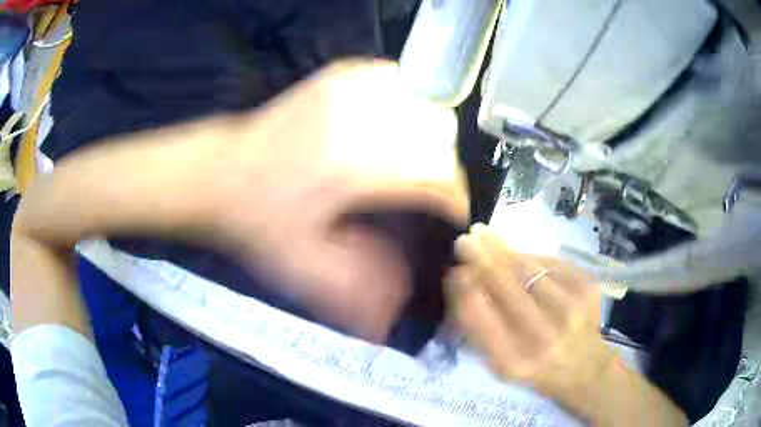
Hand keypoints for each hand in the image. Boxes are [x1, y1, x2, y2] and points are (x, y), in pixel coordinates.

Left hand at [210, 61, 468, 341]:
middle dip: (443, 165)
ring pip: (423, 102)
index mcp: (357, 168)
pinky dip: (406, 98)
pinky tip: (392, 119)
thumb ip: (354, 295)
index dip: (454, 197)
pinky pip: (394, 78)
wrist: (219, 174)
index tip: (452, 211)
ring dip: (428, 132)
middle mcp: (359, 120)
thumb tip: (393, 320)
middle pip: (439, 134)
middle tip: (426, 185)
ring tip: (411, 154)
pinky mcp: (336, 77)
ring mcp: (347, 90)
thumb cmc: (257, 221)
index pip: (438, 176)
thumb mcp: (303, 269)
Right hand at [447, 224, 614, 402]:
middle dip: (479, 257)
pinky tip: (520, 256)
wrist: (584, 366)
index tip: (453, 270)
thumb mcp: (500, 362)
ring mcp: (570, 308)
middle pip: (504, 283)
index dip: (463, 286)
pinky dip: (530, 256)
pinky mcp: (587, 287)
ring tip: (484, 235)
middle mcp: (542, 335)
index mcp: (513, 360)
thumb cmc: (535, 367)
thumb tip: (460, 281)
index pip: (478, 314)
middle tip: (464, 240)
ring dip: (501, 248)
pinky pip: (549, 262)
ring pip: (527, 267)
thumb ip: (478, 328)